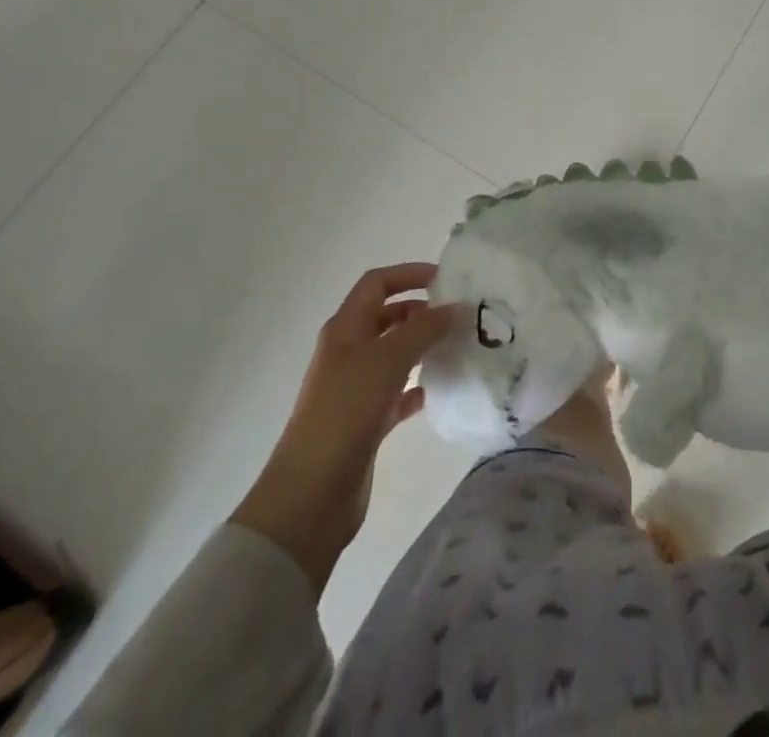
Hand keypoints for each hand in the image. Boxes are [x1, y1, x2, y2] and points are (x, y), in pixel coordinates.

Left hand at [231, 263, 457, 592]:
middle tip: (456, 315)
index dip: (408, 274)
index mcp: (345, 329)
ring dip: (420, 347)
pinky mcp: (363, 422)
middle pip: (385, 317)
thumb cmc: (347, 411)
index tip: (445, 278)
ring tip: (454, 346)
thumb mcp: (389, 359)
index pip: (376, 284)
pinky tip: (435, 390)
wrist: (312, 493)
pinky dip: (414, 386)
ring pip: (392, 354)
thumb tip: (456, 307)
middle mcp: (347, 353)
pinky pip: (395, 393)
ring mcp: (354, 388)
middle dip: (419, 311)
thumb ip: (425, 328)